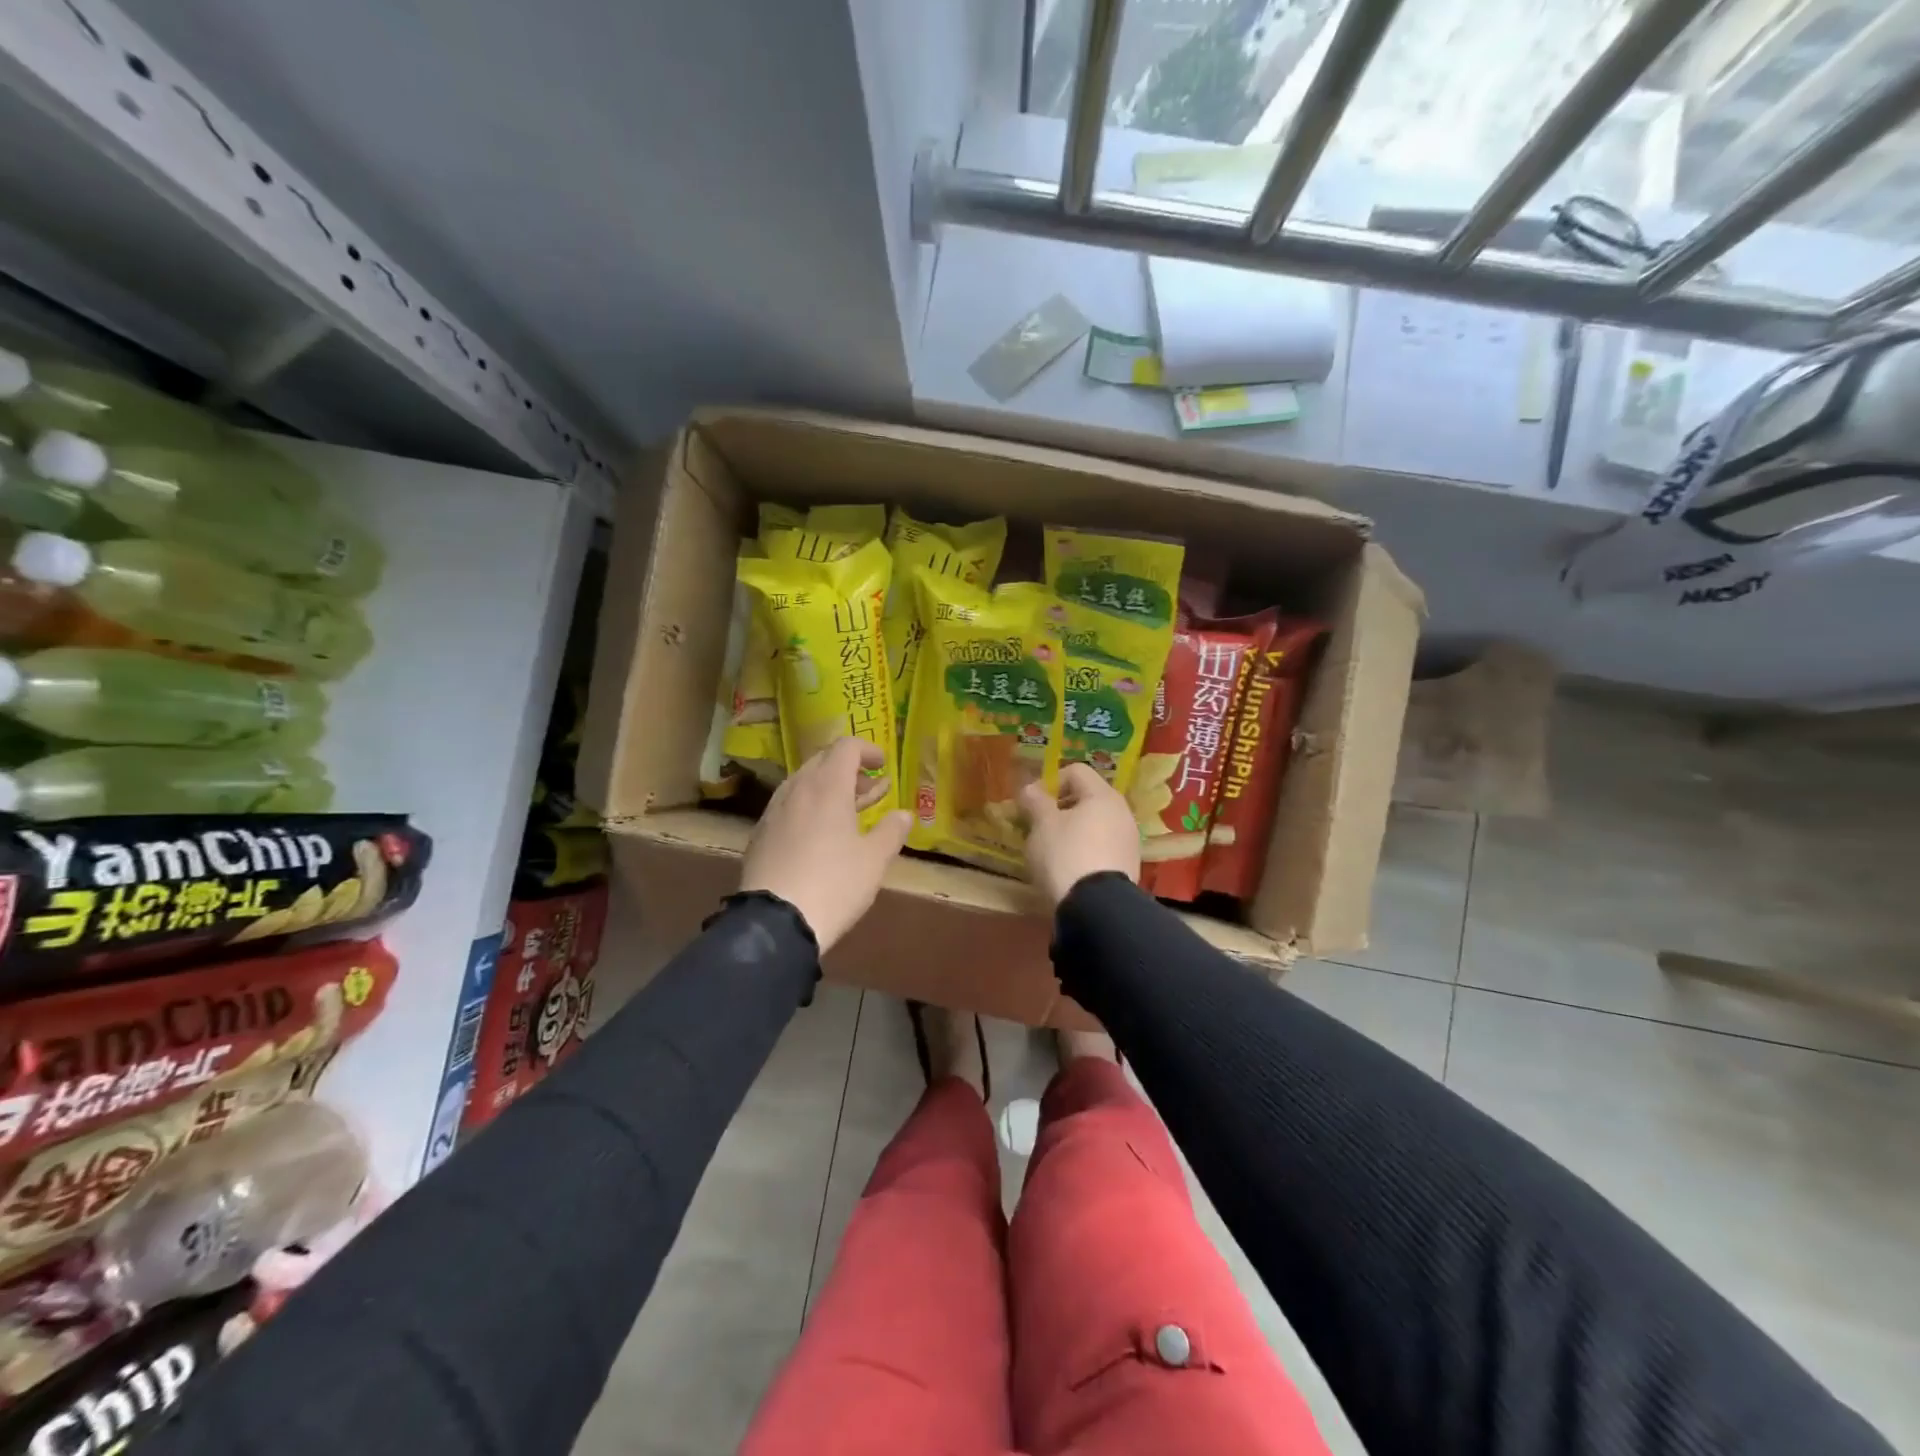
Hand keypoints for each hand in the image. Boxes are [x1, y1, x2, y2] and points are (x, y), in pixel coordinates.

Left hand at [740, 736, 910, 951]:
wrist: (775, 921)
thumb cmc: (834, 884)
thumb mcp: (874, 860)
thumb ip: (892, 831)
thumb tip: (904, 814)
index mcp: (827, 787)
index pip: (846, 747)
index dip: (867, 749)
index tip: (883, 764)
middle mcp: (797, 789)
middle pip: (822, 761)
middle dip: (848, 768)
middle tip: (870, 789)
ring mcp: (774, 811)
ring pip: (803, 783)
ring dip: (828, 787)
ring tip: (849, 810)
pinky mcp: (760, 834)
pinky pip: (788, 806)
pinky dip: (808, 806)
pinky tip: (819, 833)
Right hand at [1019, 763, 1139, 907]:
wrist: (1097, 908)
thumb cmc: (1066, 855)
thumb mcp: (1042, 824)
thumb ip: (1034, 801)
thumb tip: (1029, 788)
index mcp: (1103, 795)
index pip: (1075, 771)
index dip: (1050, 782)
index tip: (1034, 804)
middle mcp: (1122, 812)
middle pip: (1087, 798)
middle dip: (1060, 808)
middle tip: (1039, 827)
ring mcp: (1128, 840)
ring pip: (1094, 824)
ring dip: (1072, 830)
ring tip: (1052, 850)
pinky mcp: (1128, 865)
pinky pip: (1102, 846)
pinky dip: (1085, 850)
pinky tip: (1070, 868)